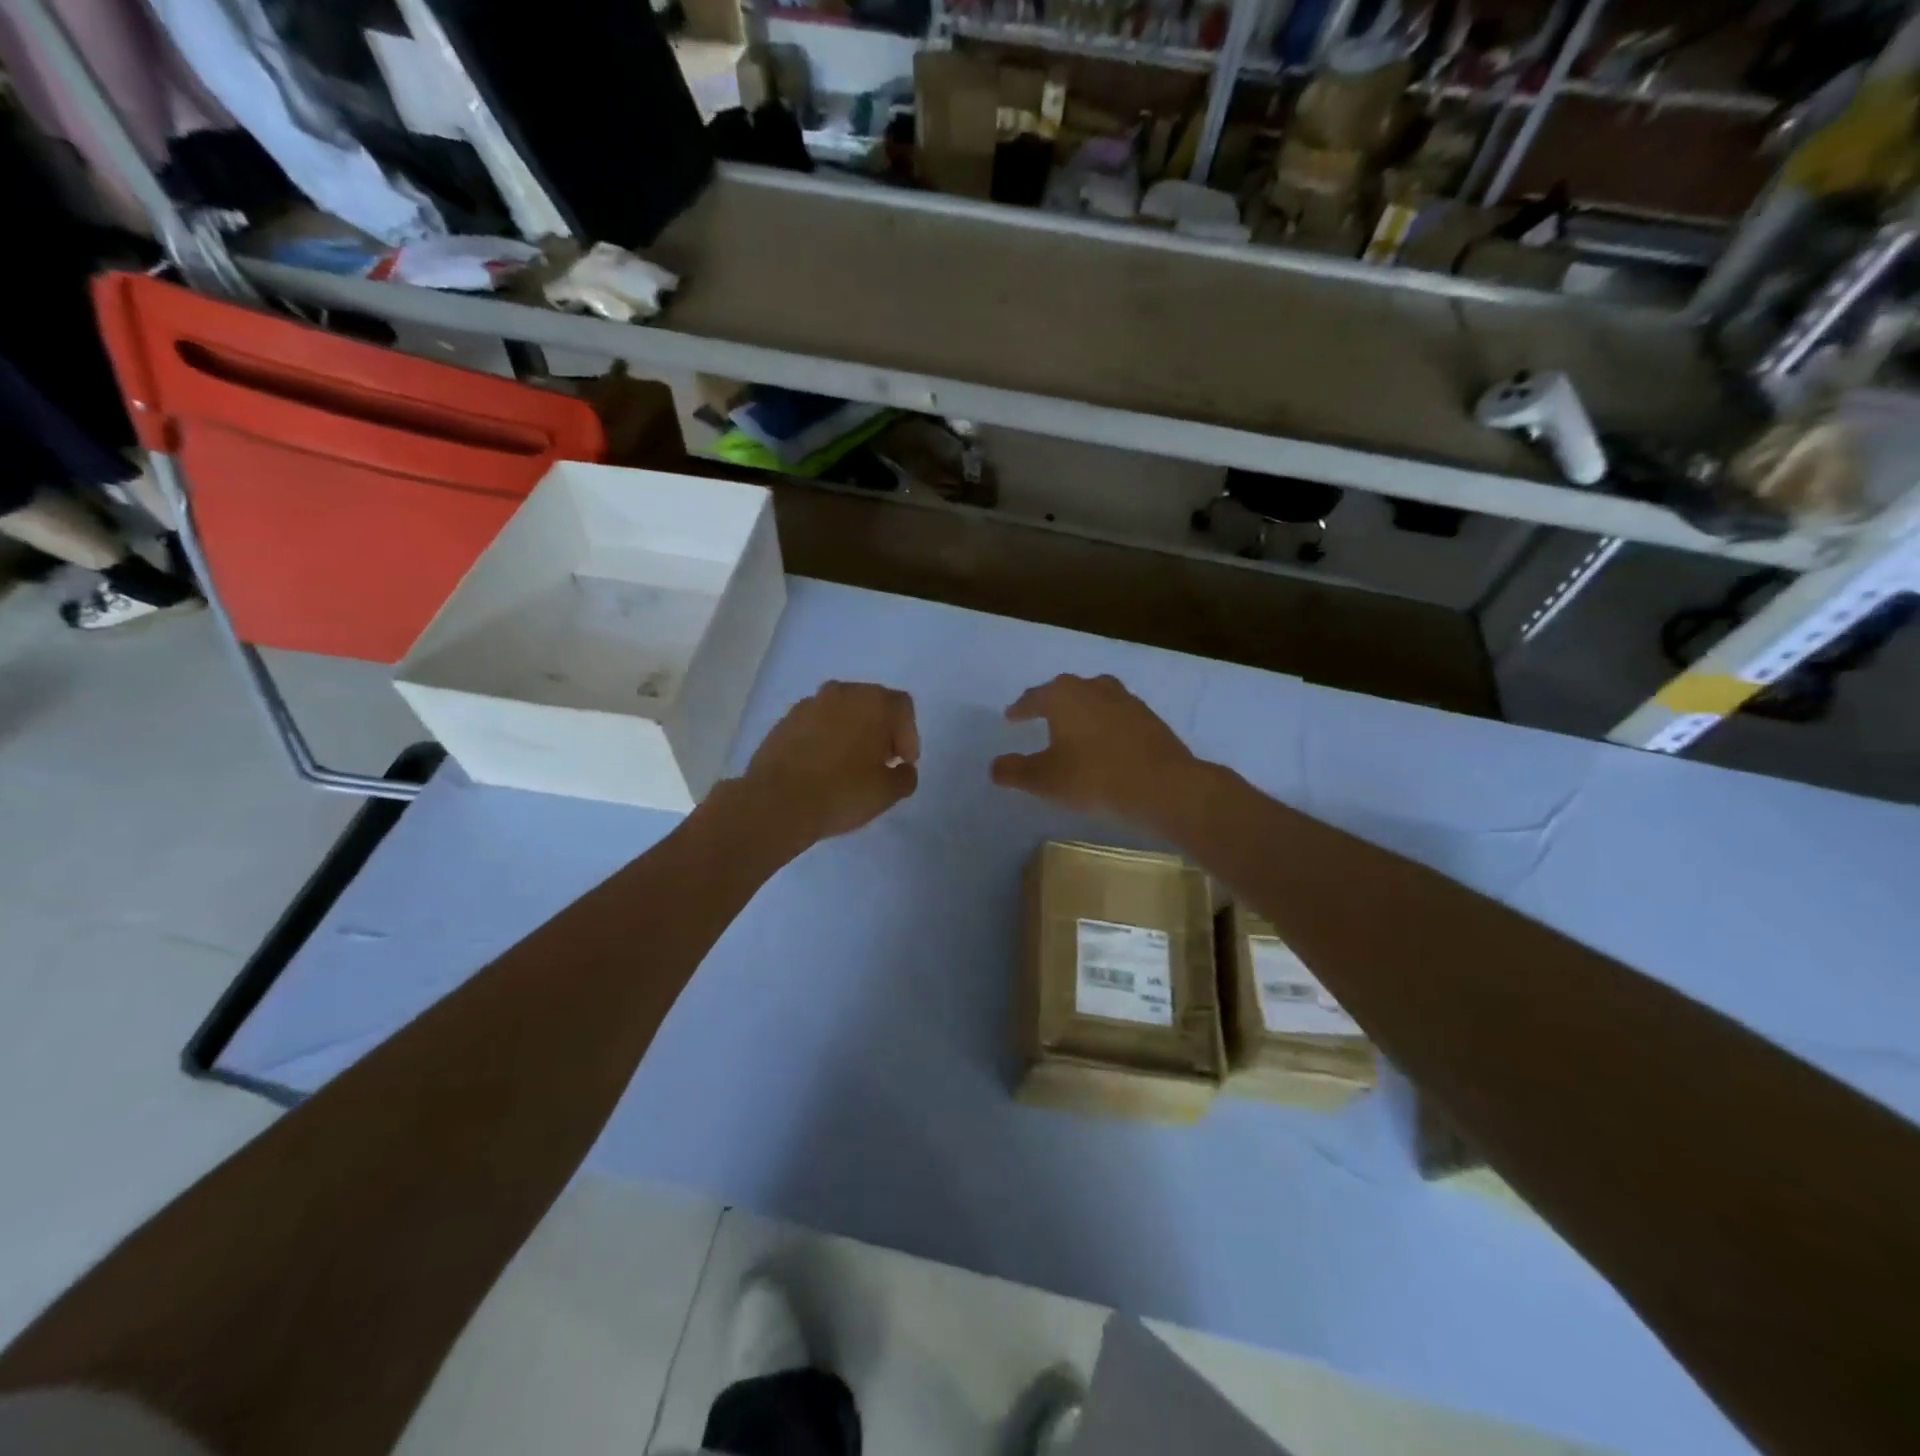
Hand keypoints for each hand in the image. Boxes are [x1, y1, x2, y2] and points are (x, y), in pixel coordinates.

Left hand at [738, 681, 919, 846]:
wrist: (776, 802)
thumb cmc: (842, 792)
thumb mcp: (888, 792)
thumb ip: (906, 776)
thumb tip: (903, 769)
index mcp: (874, 702)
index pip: (902, 708)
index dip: (908, 735)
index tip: (903, 763)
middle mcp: (842, 692)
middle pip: (872, 704)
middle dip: (881, 730)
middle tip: (880, 762)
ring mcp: (809, 704)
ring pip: (842, 712)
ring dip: (851, 732)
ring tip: (849, 765)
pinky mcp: (784, 720)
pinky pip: (816, 724)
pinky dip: (825, 738)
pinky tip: (822, 767)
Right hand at [990, 674, 1201, 826]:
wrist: (1163, 785)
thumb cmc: (1094, 778)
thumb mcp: (1045, 780)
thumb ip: (1015, 771)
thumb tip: (994, 766)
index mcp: (1063, 696)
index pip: (1034, 697)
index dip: (1020, 709)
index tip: (1011, 717)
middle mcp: (1093, 688)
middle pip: (1065, 690)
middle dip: (1051, 702)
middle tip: (1039, 715)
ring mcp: (1125, 699)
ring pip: (1094, 698)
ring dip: (1081, 710)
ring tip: (1074, 726)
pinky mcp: (1148, 717)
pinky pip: (1116, 714)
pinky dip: (1105, 723)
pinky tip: (1105, 741)